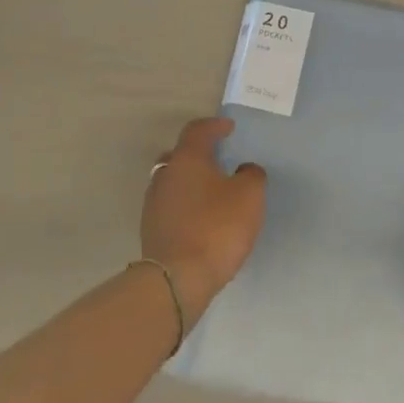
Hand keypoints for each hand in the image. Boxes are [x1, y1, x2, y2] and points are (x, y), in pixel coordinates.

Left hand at [141, 117, 266, 320]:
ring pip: (173, 181)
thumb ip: (251, 175)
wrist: (179, 276)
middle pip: (180, 154)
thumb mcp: (249, 196)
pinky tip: (202, 217)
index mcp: (187, 159)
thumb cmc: (217, 227)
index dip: (214, 125)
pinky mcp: (151, 228)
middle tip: (218, 159)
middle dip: (199, 154)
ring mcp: (153, 203)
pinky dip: (186, 204)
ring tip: (213, 192)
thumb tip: (244, 170)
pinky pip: (171, 205)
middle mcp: (165, 175)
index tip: (229, 128)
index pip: (197, 130)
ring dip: (192, 181)